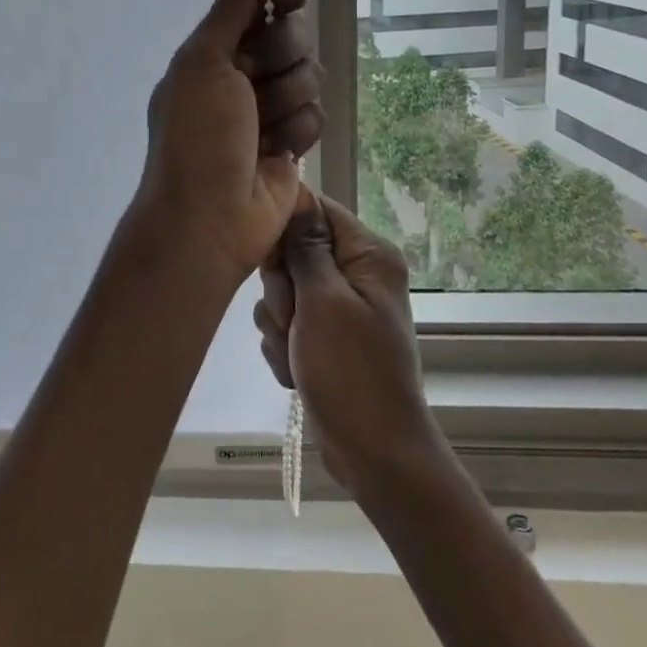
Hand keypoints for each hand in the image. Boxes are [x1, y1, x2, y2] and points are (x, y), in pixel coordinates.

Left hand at [135, 0, 324, 288]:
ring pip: (309, 78)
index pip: (259, 7)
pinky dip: (298, 133)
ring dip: (289, 99)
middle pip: (291, 38)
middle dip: (282, 56)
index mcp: (213, 53)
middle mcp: (242, 77)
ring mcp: (268, 112)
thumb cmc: (197, 134)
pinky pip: (315, 117)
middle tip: (258, 80)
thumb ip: (227, 8)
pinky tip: (278, 154)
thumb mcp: (203, 62)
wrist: (208, 217)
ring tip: (263, 128)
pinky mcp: (291, 144)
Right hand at [254, 189, 448, 496]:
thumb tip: (296, 193)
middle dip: (282, 290)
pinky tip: (298, 372)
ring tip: (300, 354)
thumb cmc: (352, 372)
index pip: (315, 209)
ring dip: (280, 325)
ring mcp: (339, 308)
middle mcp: (356, 274)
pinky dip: (285, 347)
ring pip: (283, 291)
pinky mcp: (324, 337)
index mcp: (368, 255)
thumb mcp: (323, 301)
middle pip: (293, 252)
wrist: (373, 453)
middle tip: (295, 321)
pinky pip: (286, 323)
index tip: (273, 263)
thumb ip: (305, 246)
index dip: (285, 231)